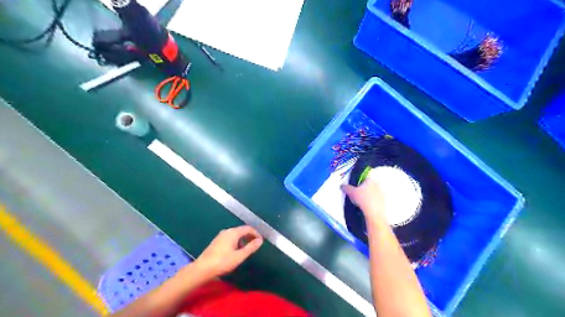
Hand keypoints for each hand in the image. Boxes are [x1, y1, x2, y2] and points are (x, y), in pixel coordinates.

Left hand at [195, 225, 264, 279]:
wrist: (202, 269)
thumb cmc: (222, 262)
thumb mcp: (239, 256)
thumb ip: (251, 247)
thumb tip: (260, 240)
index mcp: (233, 233)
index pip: (248, 228)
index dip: (256, 233)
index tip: (260, 241)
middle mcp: (227, 231)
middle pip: (241, 230)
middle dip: (250, 236)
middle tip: (255, 245)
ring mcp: (220, 236)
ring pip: (235, 234)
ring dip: (243, 239)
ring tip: (247, 249)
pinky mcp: (216, 242)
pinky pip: (230, 238)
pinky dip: (236, 241)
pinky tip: (236, 251)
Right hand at [342, 172, 385, 221]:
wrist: (374, 212)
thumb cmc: (362, 199)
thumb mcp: (351, 192)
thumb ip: (346, 188)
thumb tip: (342, 185)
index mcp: (370, 180)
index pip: (364, 178)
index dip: (358, 182)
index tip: (354, 188)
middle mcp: (377, 185)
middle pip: (368, 185)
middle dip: (363, 189)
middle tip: (356, 195)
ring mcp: (381, 193)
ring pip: (372, 193)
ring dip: (367, 196)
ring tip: (361, 203)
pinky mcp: (383, 202)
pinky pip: (375, 200)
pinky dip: (371, 202)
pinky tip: (366, 207)